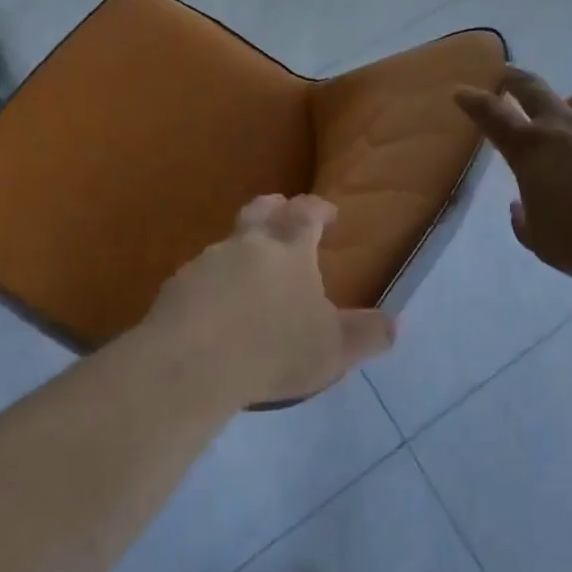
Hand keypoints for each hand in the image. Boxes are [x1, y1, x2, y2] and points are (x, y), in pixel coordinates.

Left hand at [144, 194, 396, 406]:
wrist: (193, 362)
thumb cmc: (275, 347)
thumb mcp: (335, 348)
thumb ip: (367, 334)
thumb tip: (395, 324)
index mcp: (290, 248)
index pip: (307, 213)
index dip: (319, 209)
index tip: (328, 215)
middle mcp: (248, 243)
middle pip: (261, 210)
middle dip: (275, 209)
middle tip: (283, 216)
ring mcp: (207, 261)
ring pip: (228, 244)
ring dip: (240, 251)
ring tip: (248, 278)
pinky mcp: (176, 287)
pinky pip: (199, 277)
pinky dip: (211, 286)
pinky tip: (213, 312)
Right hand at [455, 66, 571, 291]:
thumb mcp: (541, 241)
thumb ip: (525, 221)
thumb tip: (520, 206)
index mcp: (530, 148)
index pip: (492, 115)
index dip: (474, 101)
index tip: (462, 91)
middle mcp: (564, 126)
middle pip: (532, 87)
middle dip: (514, 79)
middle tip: (506, 76)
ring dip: (569, 104)